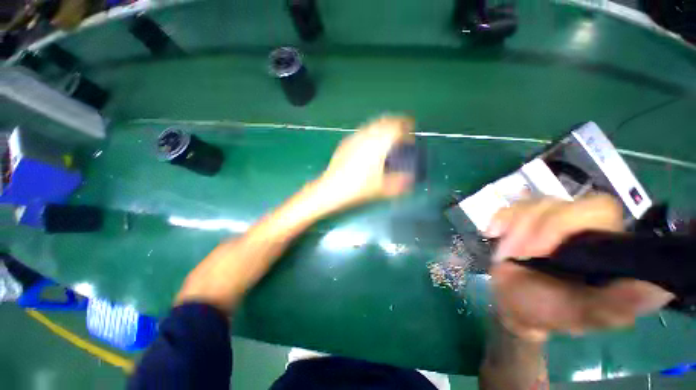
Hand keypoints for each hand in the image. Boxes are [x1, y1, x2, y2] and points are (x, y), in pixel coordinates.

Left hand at [314, 116, 415, 209]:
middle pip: (385, 120)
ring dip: (383, 127)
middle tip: (401, 133)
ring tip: (387, 138)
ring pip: (373, 124)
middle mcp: (367, 135)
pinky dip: (371, 132)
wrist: (331, 188)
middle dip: (396, 123)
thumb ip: (400, 183)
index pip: (397, 126)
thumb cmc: (358, 187)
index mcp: (379, 143)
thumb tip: (411, 179)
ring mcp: (354, 137)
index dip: (407, 127)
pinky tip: (369, 144)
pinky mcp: (345, 142)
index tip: (411, 133)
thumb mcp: (382, 188)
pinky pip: (363, 130)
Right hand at [487, 194, 674, 341]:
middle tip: (518, 255)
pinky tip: (492, 234)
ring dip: (513, 230)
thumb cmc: (549, 312)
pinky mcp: (521, 220)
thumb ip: (615, 305)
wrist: (513, 302)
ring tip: (506, 255)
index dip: (566, 223)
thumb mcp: (581, 315)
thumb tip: (658, 288)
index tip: (539, 252)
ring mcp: (547, 221)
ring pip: (532, 204)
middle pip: (560, 203)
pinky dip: (499, 219)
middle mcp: (579, 226)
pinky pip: (509, 207)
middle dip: (533, 228)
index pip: (598, 208)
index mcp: (604, 246)